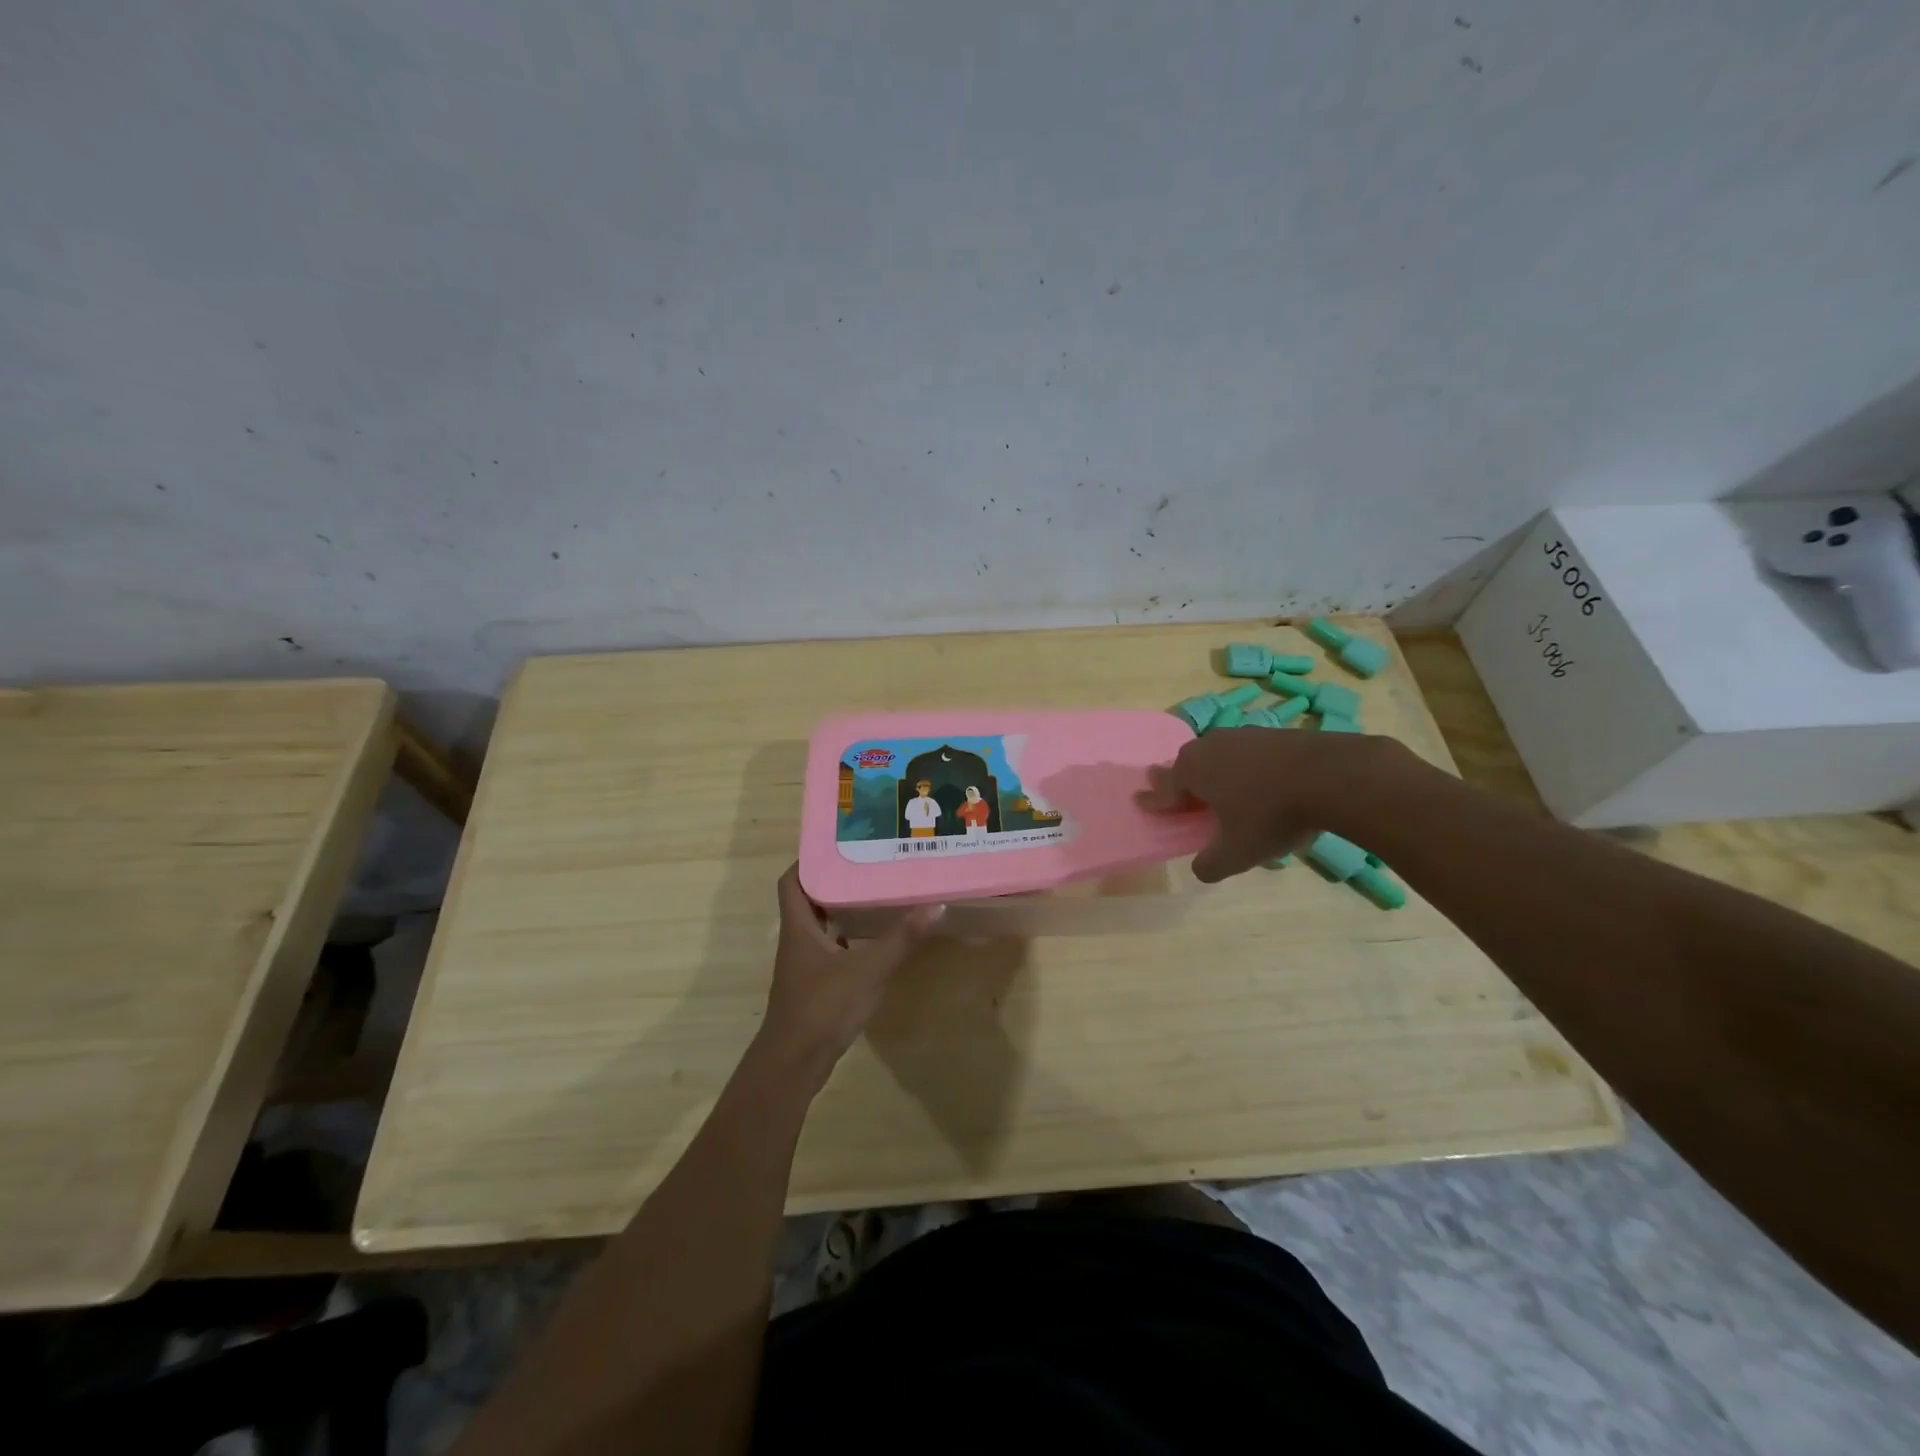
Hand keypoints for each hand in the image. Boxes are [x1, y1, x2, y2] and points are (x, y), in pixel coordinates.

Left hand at [757, 865, 942, 1079]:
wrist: (794, 1064)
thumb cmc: (823, 1007)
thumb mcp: (868, 970)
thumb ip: (901, 939)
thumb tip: (935, 905)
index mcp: (799, 927)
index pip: (792, 881)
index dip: (809, 860)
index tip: (839, 845)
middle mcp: (797, 940)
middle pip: (808, 900)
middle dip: (834, 881)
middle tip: (868, 864)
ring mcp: (803, 965)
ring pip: (819, 925)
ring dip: (842, 909)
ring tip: (875, 893)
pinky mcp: (814, 985)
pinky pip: (829, 949)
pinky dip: (847, 938)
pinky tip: (873, 939)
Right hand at [1137, 728, 1397, 881]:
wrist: (1333, 776)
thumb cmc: (1271, 815)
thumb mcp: (1237, 853)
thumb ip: (1211, 864)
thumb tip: (1200, 869)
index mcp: (1193, 770)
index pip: (1164, 788)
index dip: (1154, 800)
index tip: (1140, 802)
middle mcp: (1211, 746)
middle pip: (1187, 763)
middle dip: (1180, 779)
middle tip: (1178, 794)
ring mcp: (1244, 736)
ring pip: (1218, 754)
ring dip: (1215, 772)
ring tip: (1220, 790)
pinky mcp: (1274, 734)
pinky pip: (1247, 753)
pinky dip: (1245, 768)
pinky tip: (1259, 783)